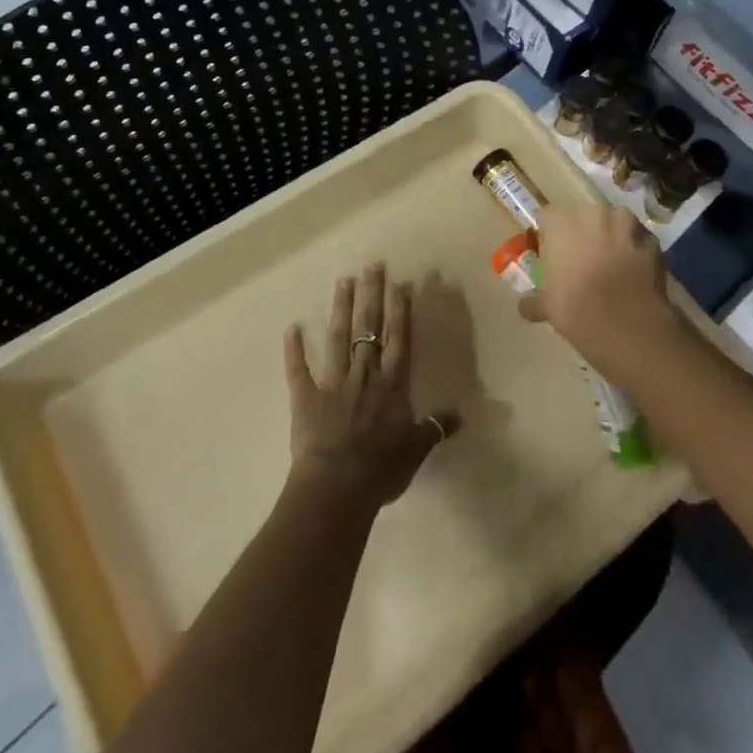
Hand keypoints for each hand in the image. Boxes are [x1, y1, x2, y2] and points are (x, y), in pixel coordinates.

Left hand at [284, 264, 461, 510]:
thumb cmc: (381, 468)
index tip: (400, 282)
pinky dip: (294, 350)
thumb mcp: (416, 450)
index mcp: (392, 384)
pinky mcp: (306, 397)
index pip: (398, 338)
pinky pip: (298, 369)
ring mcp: (333, 382)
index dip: (400, 309)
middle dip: (372, 295)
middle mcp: (364, 374)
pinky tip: (291, 328)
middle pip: (369, 328)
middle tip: (372, 265)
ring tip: (343, 280)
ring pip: (339, 338)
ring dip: (341, 309)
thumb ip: (436, 427)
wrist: (337, 487)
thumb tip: (461, 414)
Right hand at [526, 207, 681, 377]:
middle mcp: (592, 212)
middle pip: (584, 217)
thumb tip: (524, 307)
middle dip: (584, 233)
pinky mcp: (652, 240)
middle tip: (583, 260)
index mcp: (560, 221)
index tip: (553, 256)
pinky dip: (637, 252)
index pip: (548, 218)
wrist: (625, 324)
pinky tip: (635, 274)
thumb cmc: (574, 308)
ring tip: (613, 265)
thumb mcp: (546, 306)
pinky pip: (640, 241)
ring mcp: (626, 223)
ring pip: (615, 224)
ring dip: (613, 238)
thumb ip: (534, 301)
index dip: (551, 236)